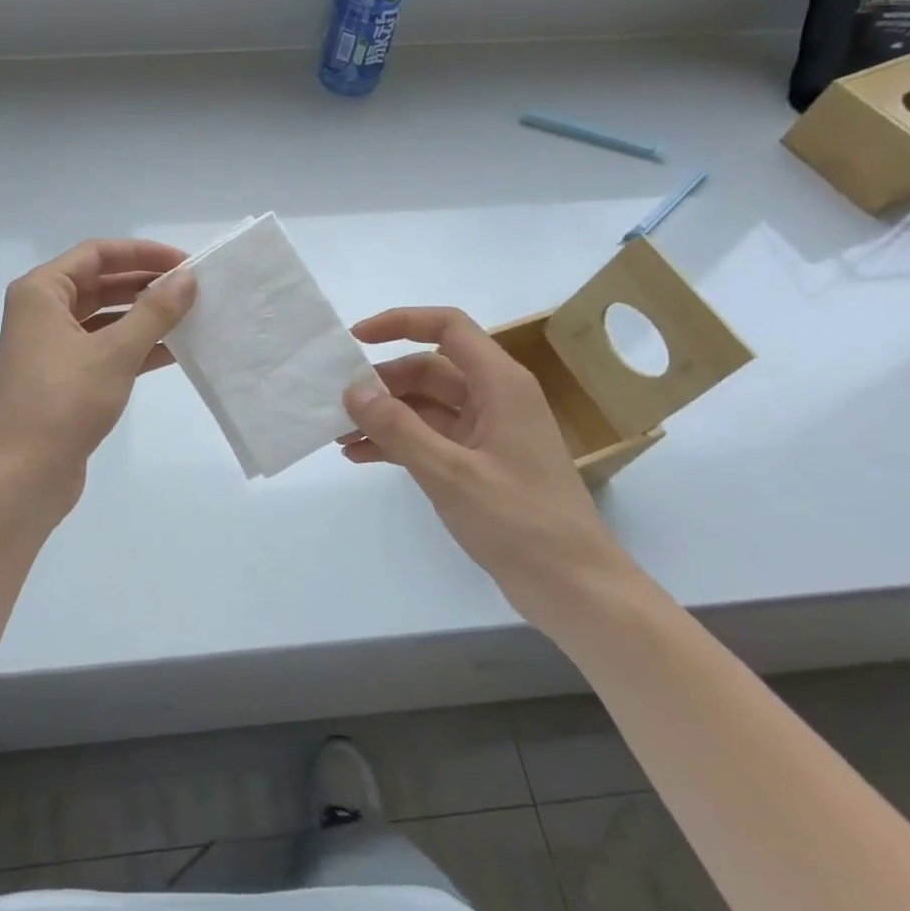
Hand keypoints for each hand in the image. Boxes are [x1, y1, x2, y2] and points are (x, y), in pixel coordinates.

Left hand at [0, 239, 195, 512]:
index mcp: (40, 292)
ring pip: (104, 319)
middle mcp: (41, 312)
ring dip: (143, 317)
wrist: (25, 474)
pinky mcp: (63, 378)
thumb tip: (187, 279)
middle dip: (145, 284)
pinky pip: (103, 349)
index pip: (96, 254)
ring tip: (190, 317)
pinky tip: (173, 352)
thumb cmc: (65, 401)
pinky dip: (134, 347)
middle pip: (100, 283)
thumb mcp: (115, 352)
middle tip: (192, 289)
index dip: (142, 253)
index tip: (184, 262)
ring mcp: (50, 347)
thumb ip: (154, 312)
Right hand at [339, 307, 639, 633]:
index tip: (356, 339)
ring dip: (384, 416)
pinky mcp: (479, 463)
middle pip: (428, 370)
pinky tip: (361, 456)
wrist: (573, 588)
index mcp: (500, 384)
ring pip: (425, 407)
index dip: (401, 322)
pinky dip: (397, 442)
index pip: (448, 327)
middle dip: (381, 383)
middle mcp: (494, 399)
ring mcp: (487, 432)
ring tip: (339, 435)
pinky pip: (430, 438)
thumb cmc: (519, 521)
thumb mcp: (449, 472)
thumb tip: (353, 390)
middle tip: (337, 403)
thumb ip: (398, 428)